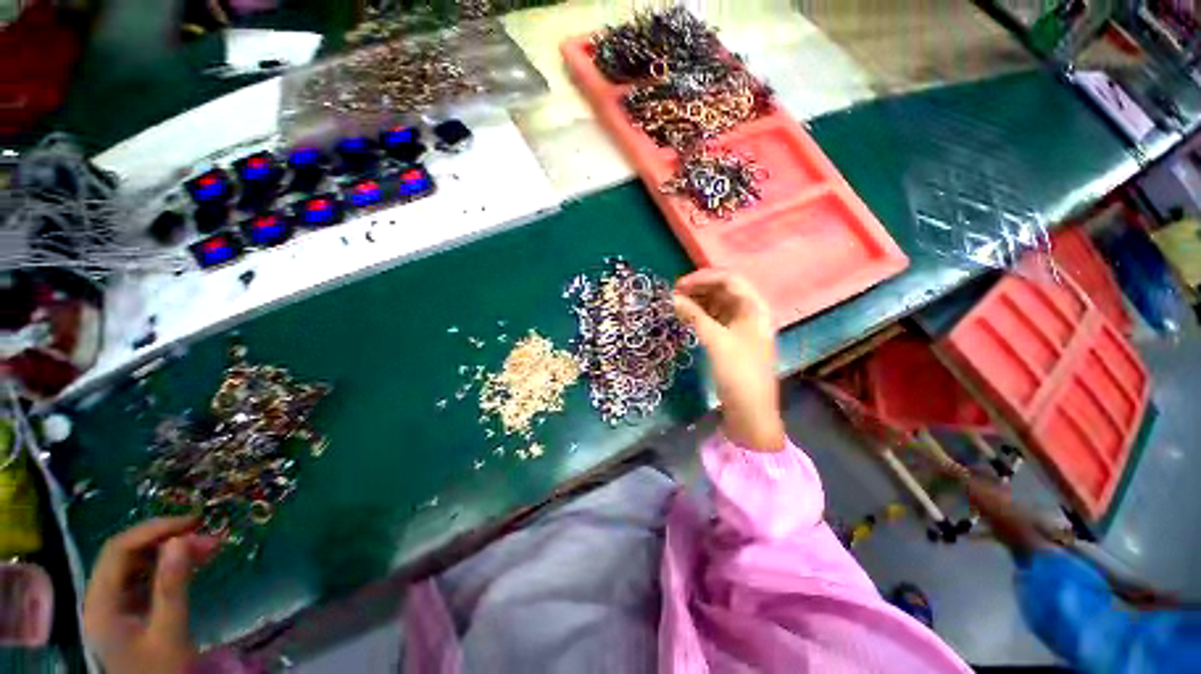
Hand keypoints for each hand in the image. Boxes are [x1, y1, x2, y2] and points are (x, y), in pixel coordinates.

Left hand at [83, 517, 219, 673]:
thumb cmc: (160, 671)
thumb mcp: (169, 633)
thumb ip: (171, 587)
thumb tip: (182, 539)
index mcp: (101, 602)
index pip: (119, 550)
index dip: (153, 530)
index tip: (192, 523)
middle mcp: (101, 598)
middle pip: (126, 555)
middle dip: (165, 539)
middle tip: (205, 534)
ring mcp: (113, 606)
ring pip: (137, 566)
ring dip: (170, 552)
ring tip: (206, 546)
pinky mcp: (128, 612)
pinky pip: (144, 579)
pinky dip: (168, 567)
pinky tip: (191, 564)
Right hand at [673, 269, 785, 451]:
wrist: (750, 411)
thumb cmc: (739, 373)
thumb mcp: (716, 341)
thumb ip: (694, 316)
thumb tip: (672, 298)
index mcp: (755, 308)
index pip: (730, 279)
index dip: (704, 278)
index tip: (679, 285)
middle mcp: (750, 312)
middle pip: (723, 290)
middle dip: (698, 289)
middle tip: (673, 294)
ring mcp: (740, 326)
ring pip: (717, 305)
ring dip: (697, 301)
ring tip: (675, 304)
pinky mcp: (731, 339)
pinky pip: (713, 319)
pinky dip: (699, 315)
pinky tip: (684, 316)